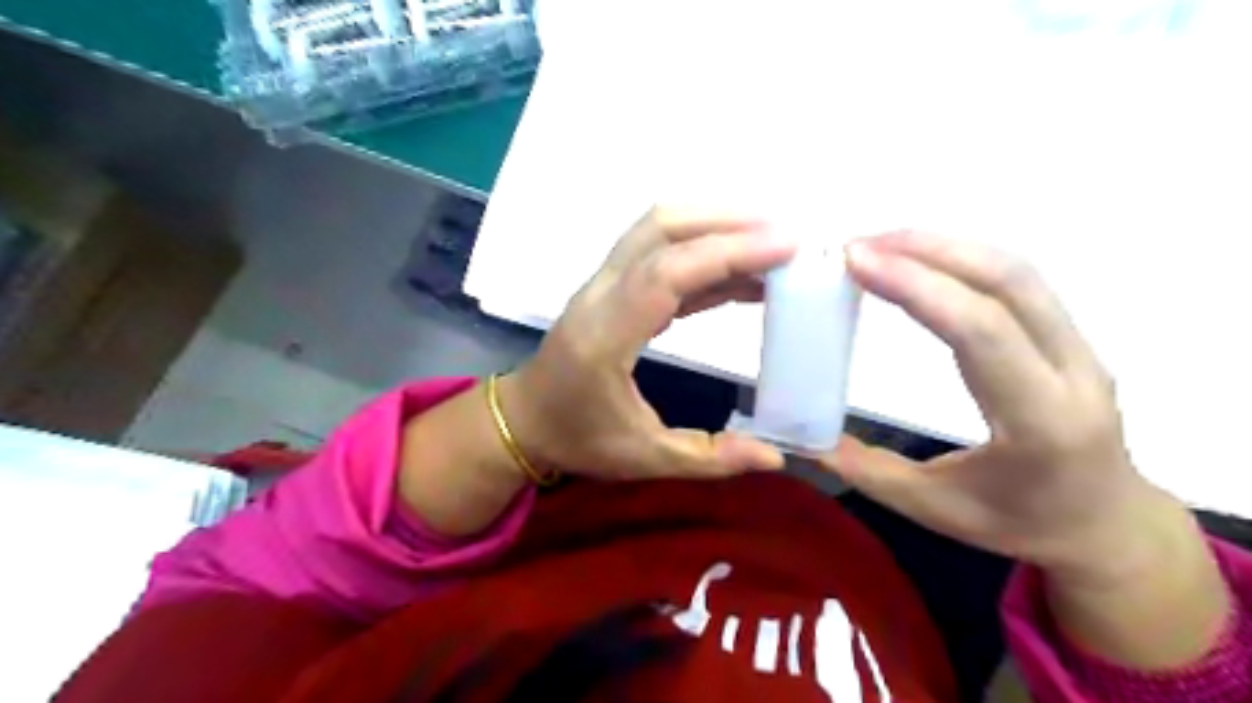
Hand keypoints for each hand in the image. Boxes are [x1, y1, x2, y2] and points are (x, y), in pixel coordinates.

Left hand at [499, 207, 791, 478]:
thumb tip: (775, 457)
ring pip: (657, 229)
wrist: (525, 420)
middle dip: (726, 221)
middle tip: (785, 236)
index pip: (666, 273)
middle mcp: (600, 296)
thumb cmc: (578, 439)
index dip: (726, 252)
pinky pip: (660, 255)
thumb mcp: (644, 459)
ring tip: (771, 247)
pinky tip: (742, 277)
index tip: (784, 247)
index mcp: (604, 336)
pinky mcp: (613, 288)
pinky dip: (704, 255)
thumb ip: (710, 457)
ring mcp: (603, 285)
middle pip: (659, 228)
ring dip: (715, 226)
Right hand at [823, 234, 1151, 573]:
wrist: (1107, 525)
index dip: (916, 286)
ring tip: (881, 244)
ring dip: (945, 247)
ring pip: (1017, 272)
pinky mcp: (1069, 337)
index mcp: (1041, 421)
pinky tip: (921, 260)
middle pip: (1008, 282)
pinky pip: (1019, 282)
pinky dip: (964, 259)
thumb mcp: (933, 508)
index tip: (857, 262)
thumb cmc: (1019, 524)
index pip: (981, 332)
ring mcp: (1080, 348)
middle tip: (858, 246)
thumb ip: (865, 469)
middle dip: (927, 250)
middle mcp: (1074, 372)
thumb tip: (804, 438)